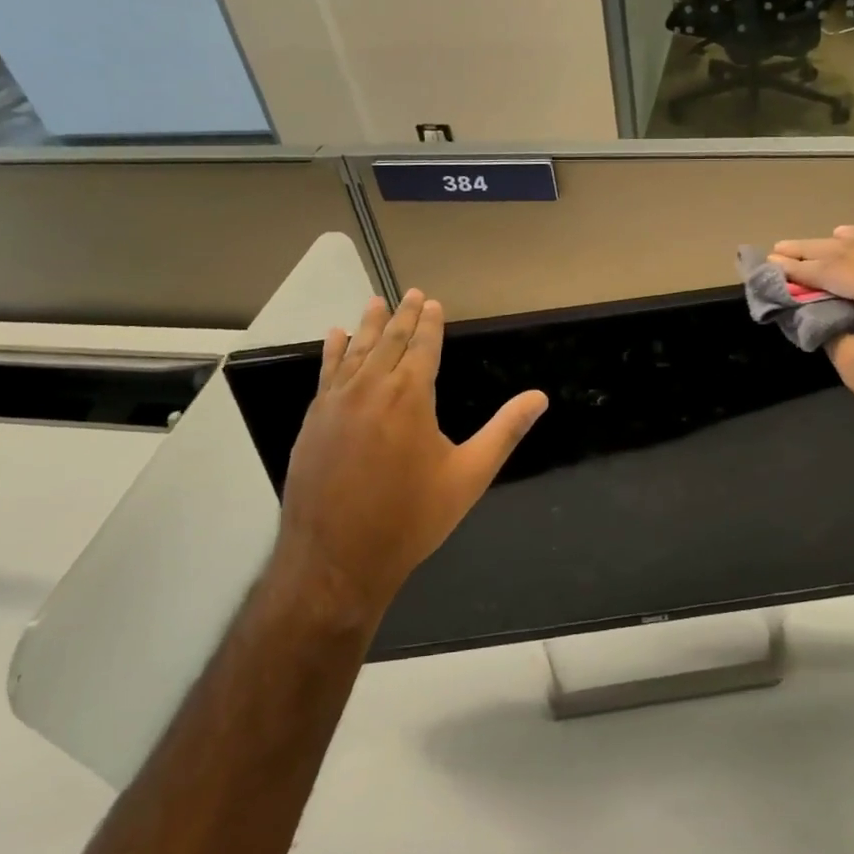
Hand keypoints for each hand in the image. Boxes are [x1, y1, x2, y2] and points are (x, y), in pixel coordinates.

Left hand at [273, 290, 547, 624]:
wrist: (336, 560)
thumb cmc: (411, 518)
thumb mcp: (469, 476)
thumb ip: (504, 431)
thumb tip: (539, 397)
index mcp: (410, 396)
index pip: (422, 346)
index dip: (429, 323)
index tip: (432, 302)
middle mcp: (371, 389)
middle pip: (388, 341)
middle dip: (401, 315)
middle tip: (409, 293)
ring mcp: (336, 403)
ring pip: (355, 352)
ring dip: (368, 325)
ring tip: (375, 303)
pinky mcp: (314, 421)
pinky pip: (326, 374)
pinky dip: (333, 352)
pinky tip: (335, 337)